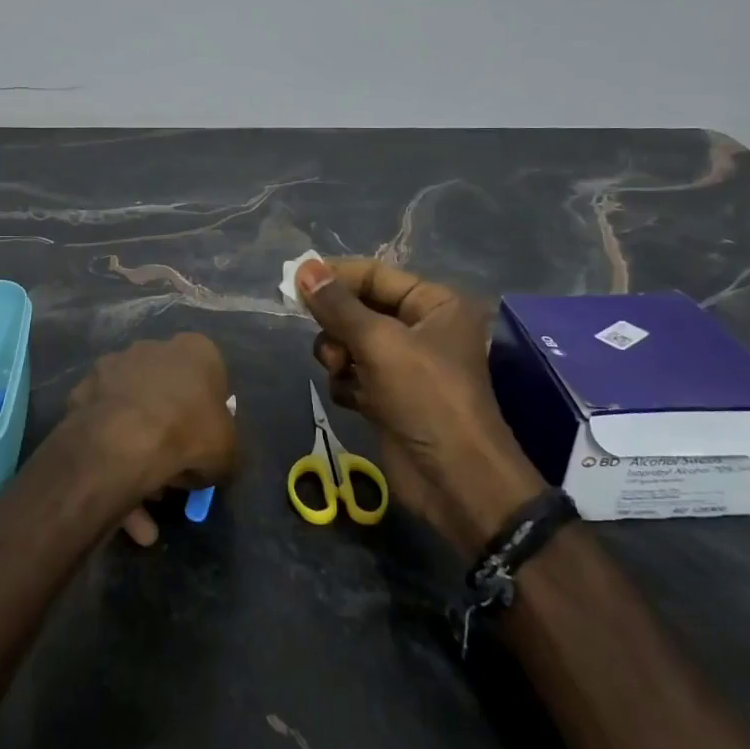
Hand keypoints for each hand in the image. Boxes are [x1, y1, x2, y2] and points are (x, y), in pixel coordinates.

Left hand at [56, 334, 238, 546]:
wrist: (124, 440)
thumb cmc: (189, 434)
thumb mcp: (228, 451)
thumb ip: (222, 447)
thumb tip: (207, 459)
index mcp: (195, 350)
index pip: (208, 377)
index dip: (206, 414)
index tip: (202, 443)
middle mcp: (152, 347)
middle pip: (165, 391)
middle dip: (167, 429)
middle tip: (170, 471)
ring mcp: (112, 366)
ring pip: (131, 409)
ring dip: (137, 446)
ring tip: (140, 496)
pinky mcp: (82, 389)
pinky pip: (103, 424)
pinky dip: (108, 452)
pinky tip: (115, 490)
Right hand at [295, 257, 543, 556]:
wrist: (455, 481)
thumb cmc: (426, 397)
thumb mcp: (379, 344)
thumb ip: (337, 306)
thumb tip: (304, 267)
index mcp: (435, 304)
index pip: (375, 275)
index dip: (335, 276)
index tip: (294, 280)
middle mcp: (422, 329)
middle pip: (359, 309)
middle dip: (338, 326)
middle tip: (327, 341)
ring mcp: (405, 365)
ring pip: (350, 343)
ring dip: (339, 357)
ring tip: (343, 373)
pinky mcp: (390, 397)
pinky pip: (353, 374)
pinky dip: (346, 384)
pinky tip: (354, 400)